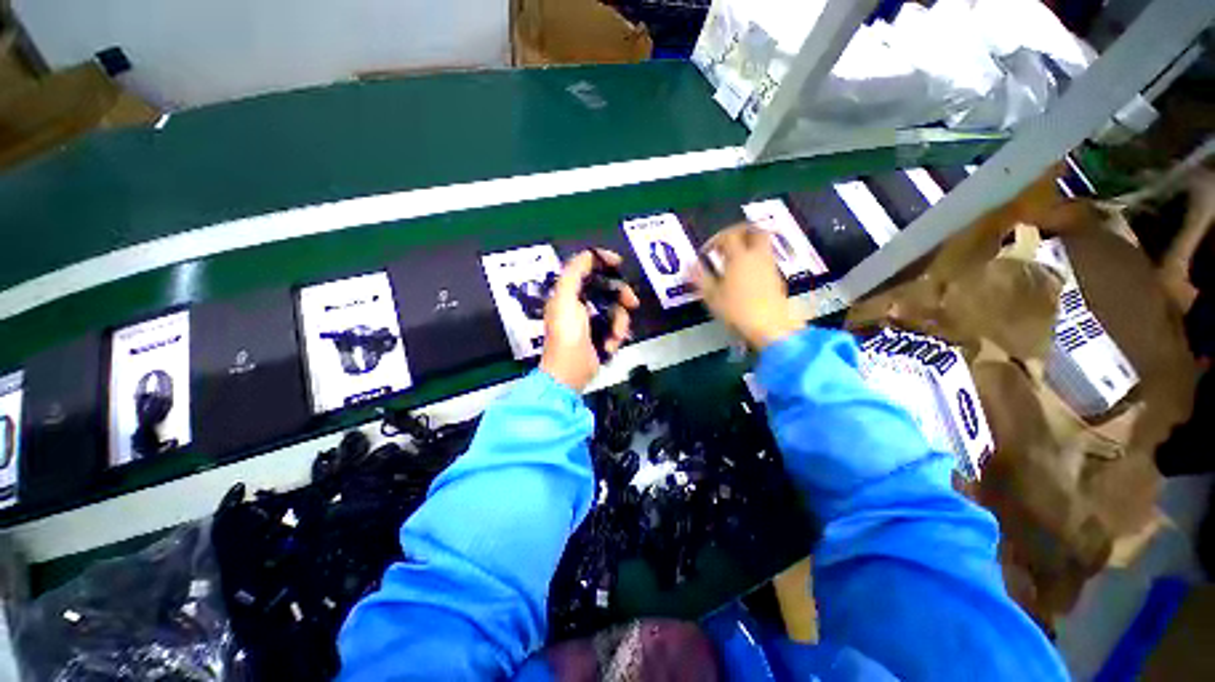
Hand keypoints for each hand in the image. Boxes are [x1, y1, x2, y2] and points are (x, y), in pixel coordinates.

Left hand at [540, 250, 639, 391]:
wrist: (570, 371)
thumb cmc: (566, 333)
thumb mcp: (565, 298)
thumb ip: (574, 273)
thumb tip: (589, 254)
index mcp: (568, 292)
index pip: (586, 268)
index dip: (602, 261)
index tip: (619, 263)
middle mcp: (579, 303)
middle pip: (607, 288)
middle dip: (621, 295)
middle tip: (632, 302)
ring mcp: (591, 320)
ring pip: (616, 309)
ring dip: (619, 322)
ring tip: (614, 335)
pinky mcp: (600, 335)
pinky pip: (616, 326)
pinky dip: (617, 335)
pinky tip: (610, 345)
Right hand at [692, 224, 802, 349]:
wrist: (770, 326)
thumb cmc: (737, 311)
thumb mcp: (712, 296)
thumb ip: (700, 277)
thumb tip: (690, 265)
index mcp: (740, 257)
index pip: (728, 236)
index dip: (715, 239)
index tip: (707, 252)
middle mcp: (757, 256)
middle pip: (754, 230)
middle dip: (739, 232)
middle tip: (726, 243)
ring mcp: (769, 266)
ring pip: (762, 243)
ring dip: (747, 245)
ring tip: (732, 260)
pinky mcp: (776, 277)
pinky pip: (765, 258)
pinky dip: (754, 258)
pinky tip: (744, 275)